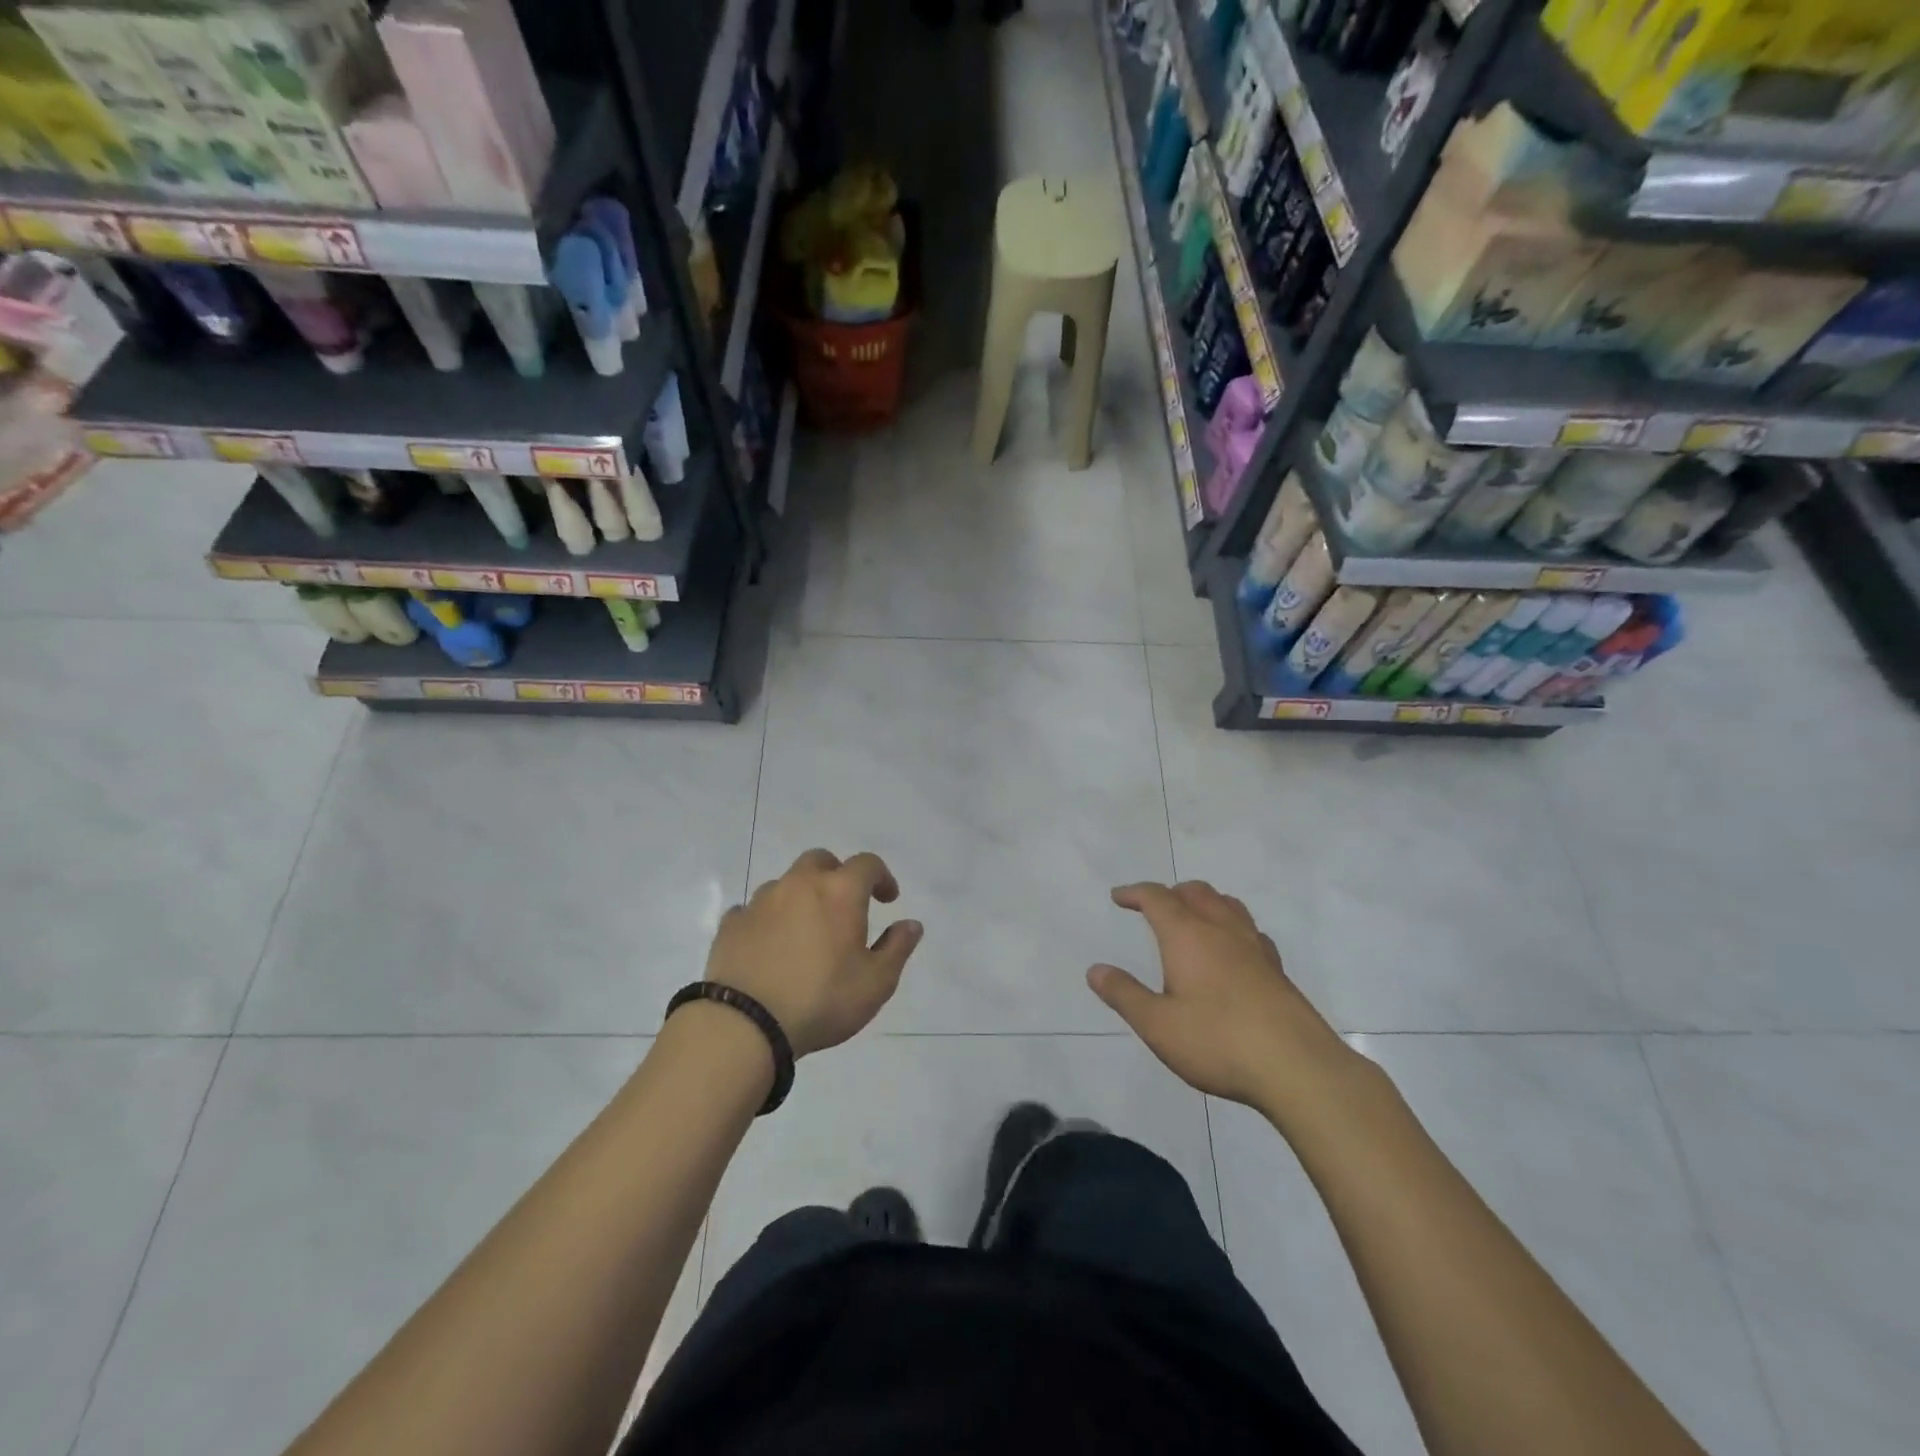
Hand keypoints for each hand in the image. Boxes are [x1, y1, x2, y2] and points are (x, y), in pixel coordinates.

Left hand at [706, 849, 921, 1056]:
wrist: (745, 1023)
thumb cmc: (821, 1000)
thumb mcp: (876, 983)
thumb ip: (897, 948)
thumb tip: (912, 924)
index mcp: (839, 892)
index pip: (867, 864)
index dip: (881, 877)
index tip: (888, 899)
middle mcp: (799, 885)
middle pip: (821, 860)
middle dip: (837, 875)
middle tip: (845, 905)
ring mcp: (761, 902)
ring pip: (786, 883)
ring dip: (801, 896)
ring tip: (806, 930)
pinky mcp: (731, 924)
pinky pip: (753, 910)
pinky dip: (767, 919)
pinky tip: (769, 944)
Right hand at [1087, 881, 1361, 1119]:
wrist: (1298, 1068)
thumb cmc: (1218, 1042)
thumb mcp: (1157, 1025)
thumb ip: (1124, 995)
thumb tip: (1095, 970)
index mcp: (1188, 936)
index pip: (1157, 898)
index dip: (1135, 893)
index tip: (1119, 897)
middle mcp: (1222, 931)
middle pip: (1195, 892)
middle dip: (1170, 893)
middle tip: (1153, 907)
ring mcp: (1255, 948)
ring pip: (1228, 905)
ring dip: (1204, 902)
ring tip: (1192, 919)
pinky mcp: (1277, 970)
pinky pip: (1250, 931)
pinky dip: (1232, 927)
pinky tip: (1232, 950)